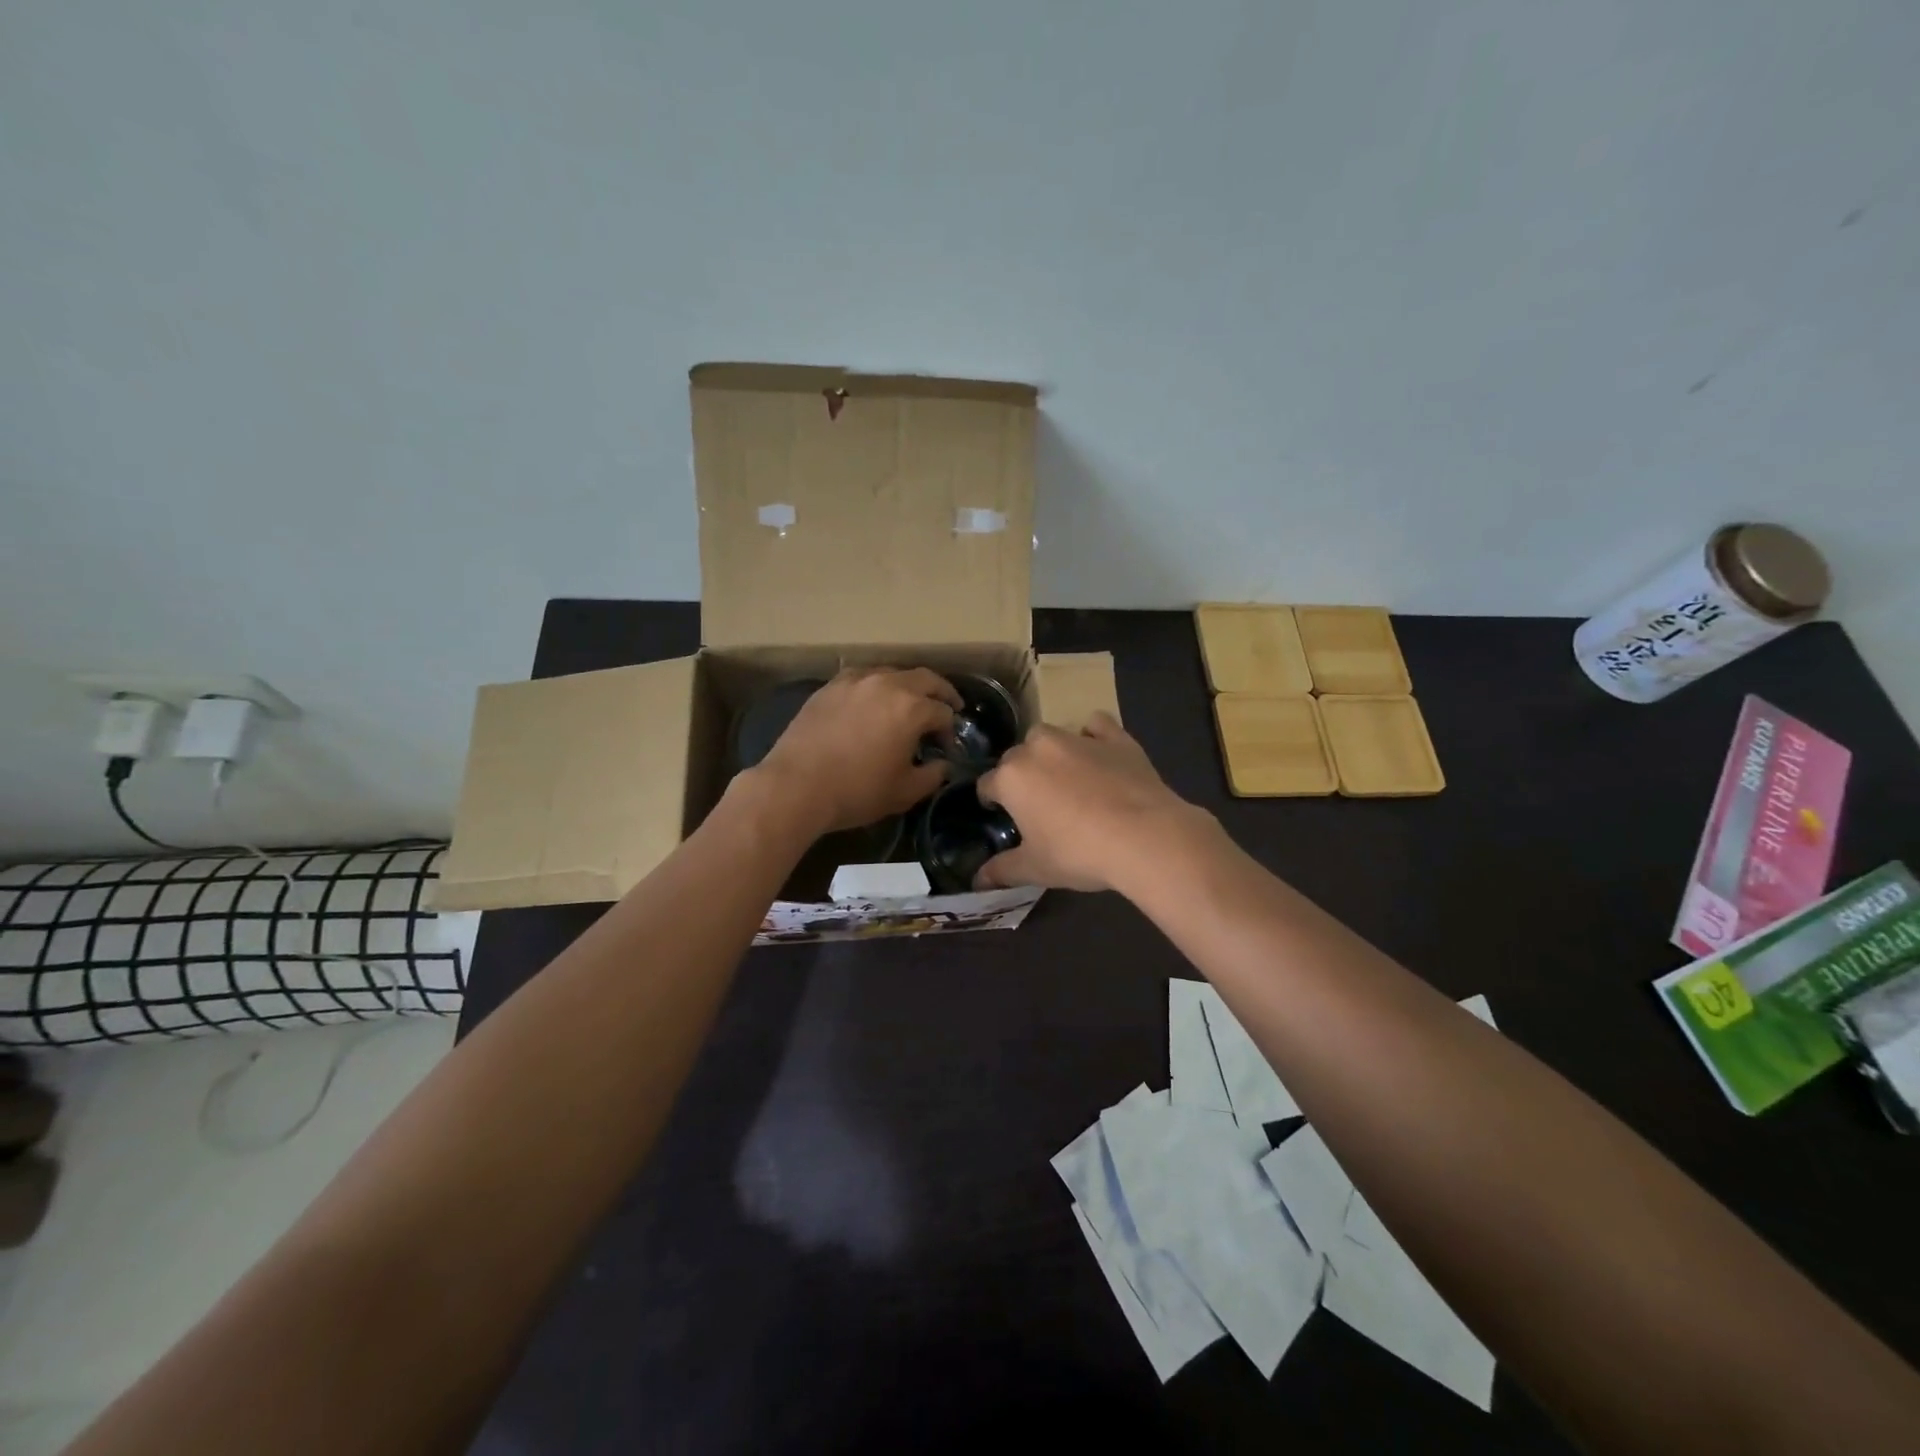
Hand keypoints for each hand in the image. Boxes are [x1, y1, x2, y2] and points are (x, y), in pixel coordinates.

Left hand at [755, 668, 958, 834]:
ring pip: (893, 673)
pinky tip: (872, 701)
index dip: (950, 731)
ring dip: (908, 686)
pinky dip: (876, 686)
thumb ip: (933, 775)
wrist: (796, 785)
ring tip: (909, 703)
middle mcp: (887, 684)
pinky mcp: (830, 686)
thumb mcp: (905, 792)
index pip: (943, 713)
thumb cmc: (857, 791)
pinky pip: (862, 678)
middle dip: (941, 693)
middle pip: (925, 679)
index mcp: (912, 708)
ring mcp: (856, 680)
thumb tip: (943, 765)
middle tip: (948, 706)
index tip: (946, 749)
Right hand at [974, 713, 1206, 892]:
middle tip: (1038, 805)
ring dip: (1051, 753)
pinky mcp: (1115, 737)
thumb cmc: (1079, 853)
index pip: (987, 785)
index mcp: (1012, 777)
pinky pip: (1095, 725)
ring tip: (1067, 780)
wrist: (1144, 837)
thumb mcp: (1036, 869)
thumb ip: (1002, 870)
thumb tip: (978, 880)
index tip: (1001, 816)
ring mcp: (1078, 738)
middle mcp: (1038, 748)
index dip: (991, 802)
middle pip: (1017, 757)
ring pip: (1051, 736)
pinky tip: (1099, 754)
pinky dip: (1092, 735)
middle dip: (1021, 776)